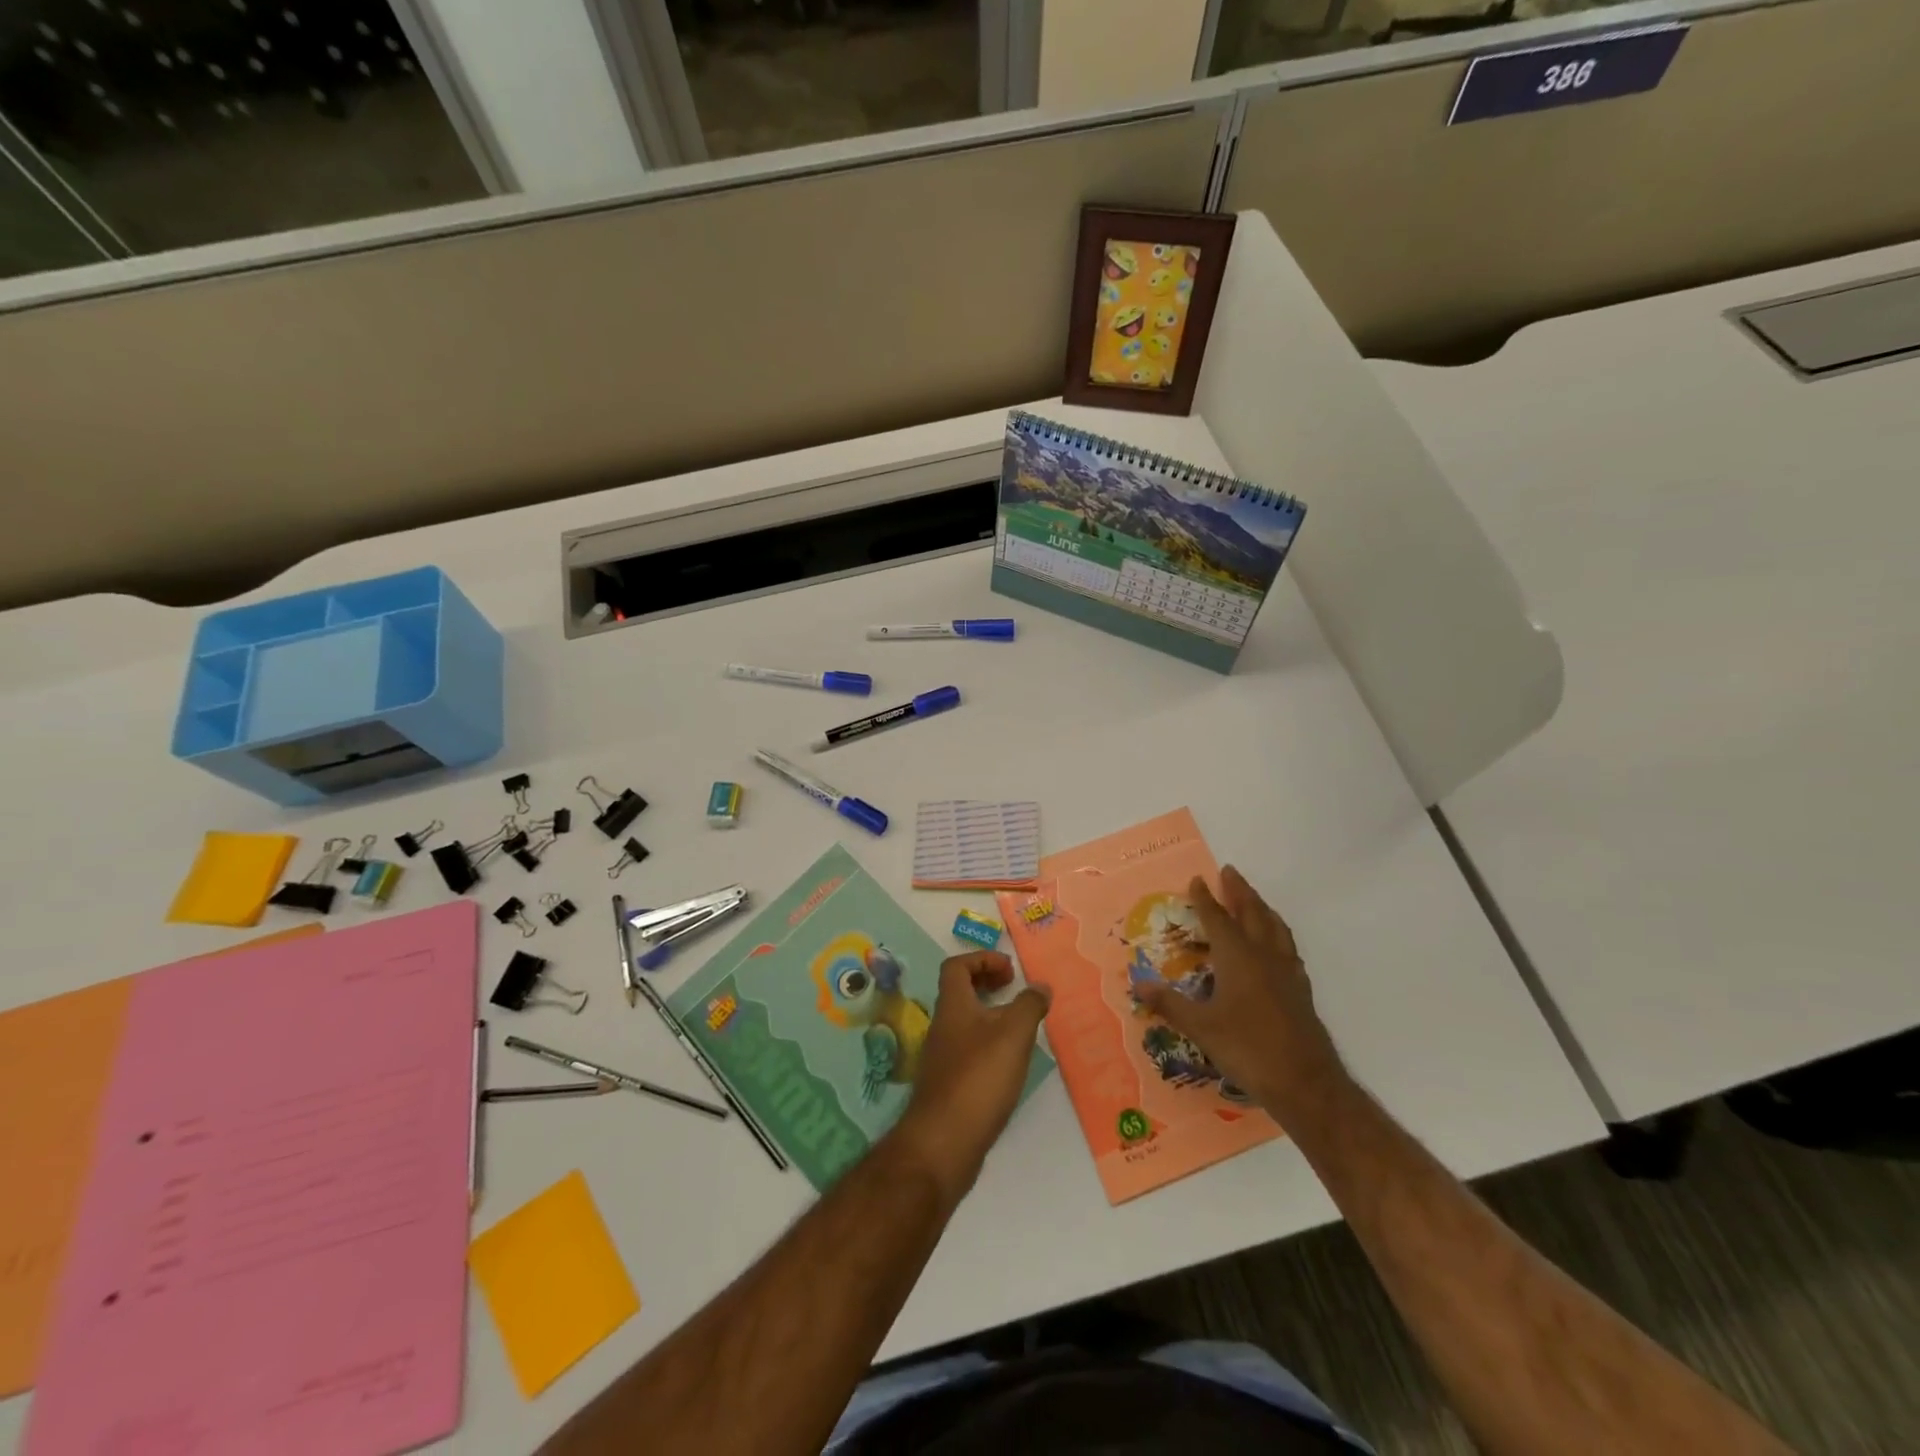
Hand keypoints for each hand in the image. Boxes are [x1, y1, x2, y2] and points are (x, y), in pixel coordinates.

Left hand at [891, 951, 1049, 1206]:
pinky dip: (989, 1045)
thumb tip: (1040, 985)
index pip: (956, 966)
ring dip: (991, 1015)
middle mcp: (943, 1027)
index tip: (1011, 970)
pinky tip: (1010, 1063)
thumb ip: (1029, 1006)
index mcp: (953, 1006)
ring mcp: (943, 1058)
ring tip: (1022, 1026)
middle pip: (960, 992)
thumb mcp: (1013, 1035)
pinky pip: (969, 1050)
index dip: (982, 959)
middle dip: (987, 983)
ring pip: (966, 1023)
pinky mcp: (949, 1085)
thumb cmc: (979, 1078)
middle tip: (1016, 989)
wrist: (943, 1143)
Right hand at [1136, 867, 1343, 1122]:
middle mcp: (1263, 955)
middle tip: (1229, 872)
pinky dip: (1277, 933)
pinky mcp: (1300, 989)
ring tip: (1253, 899)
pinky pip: (1287, 947)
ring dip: (1261, 907)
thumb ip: (1170, 1003)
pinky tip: (1275, 944)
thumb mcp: (1201, 1027)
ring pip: (1275, 927)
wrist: (1305, 1082)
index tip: (1198, 879)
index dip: (1205, 899)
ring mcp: (1287, 972)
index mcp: (1237, 957)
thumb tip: (1137, 983)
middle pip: (1252, 913)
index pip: (1218, 918)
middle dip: (1239, 891)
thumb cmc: (1247, 1048)